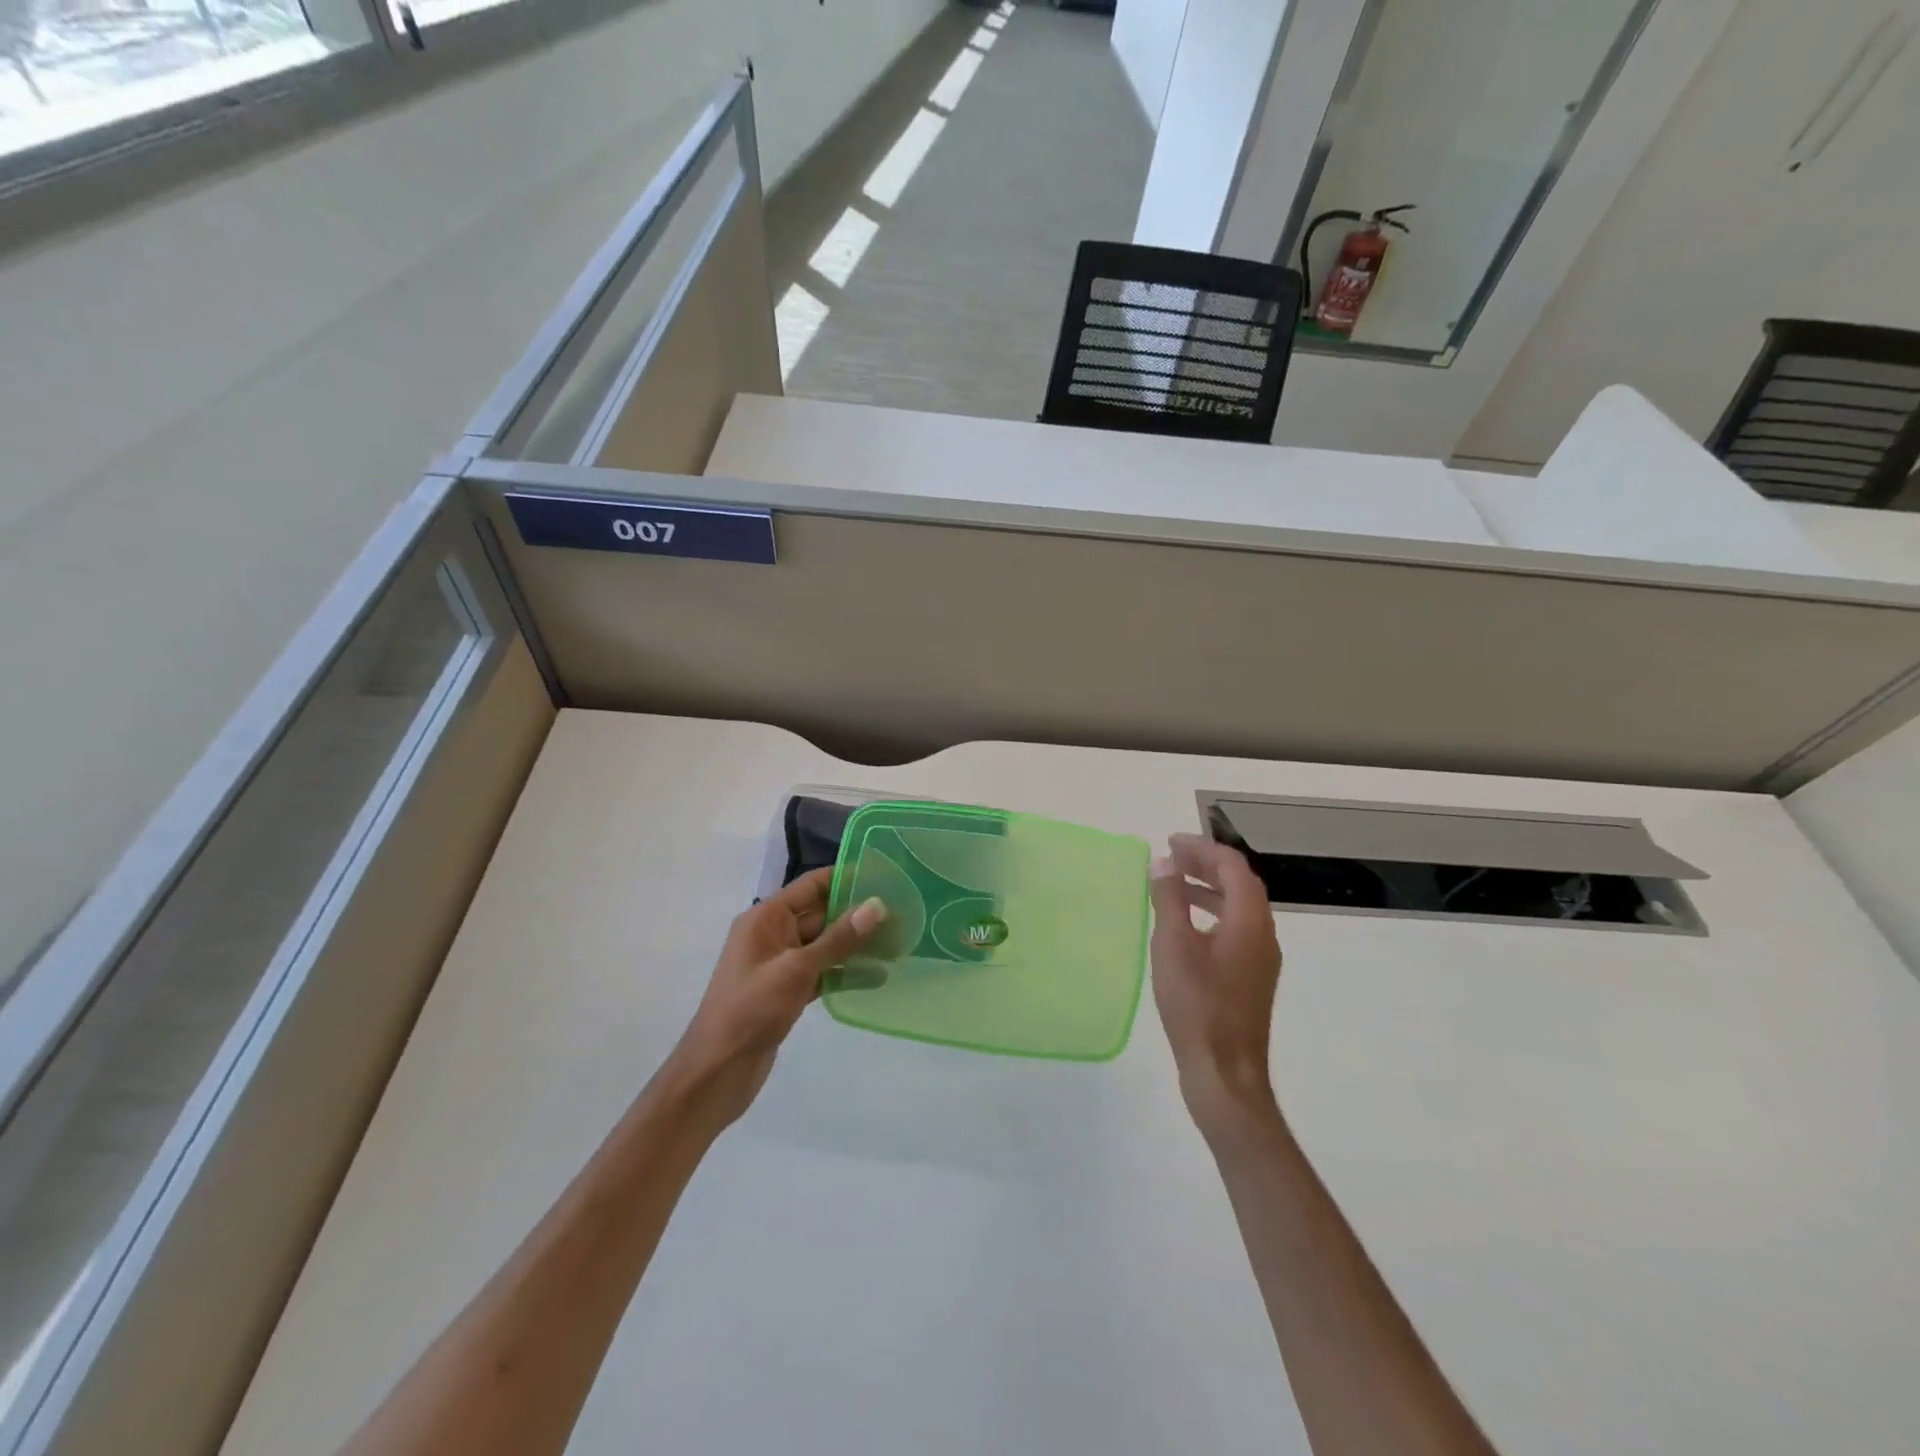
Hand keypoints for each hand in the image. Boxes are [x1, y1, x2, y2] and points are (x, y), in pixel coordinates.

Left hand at [661, 868, 886, 1129]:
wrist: (716, 1072)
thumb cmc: (751, 1010)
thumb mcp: (797, 970)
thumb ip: (838, 938)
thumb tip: (877, 906)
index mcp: (766, 918)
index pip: (812, 885)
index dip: (846, 878)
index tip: (885, 876)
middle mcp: (773, 934)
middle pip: (821, 913)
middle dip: (858, 914)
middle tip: (902, 914)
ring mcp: (780, 964)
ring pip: (825, 945)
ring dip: (856, 944)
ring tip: (897, 943)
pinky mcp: (787, 991)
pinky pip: (822, 972)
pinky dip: (845, 972)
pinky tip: (877, 976)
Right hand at [1149, 834, 1282, 1141]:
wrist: (1226, 1073)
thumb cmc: (1197, 1005)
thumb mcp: (1173, 946)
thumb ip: (1169, 900)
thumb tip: (1164, 863)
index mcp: (1249, 920)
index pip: (1232, 867)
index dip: (1202, 848)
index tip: (1170, 843)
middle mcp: (1263, 934)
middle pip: (1240, 884)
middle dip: (1207, 864)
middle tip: (1171, 858)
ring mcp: (1261, 959)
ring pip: (1239, 908)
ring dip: (1209, 888)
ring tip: (1175, 885)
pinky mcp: (1252, 978)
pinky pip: (1236, 929)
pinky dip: (1212, 913)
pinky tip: (1186, 928)